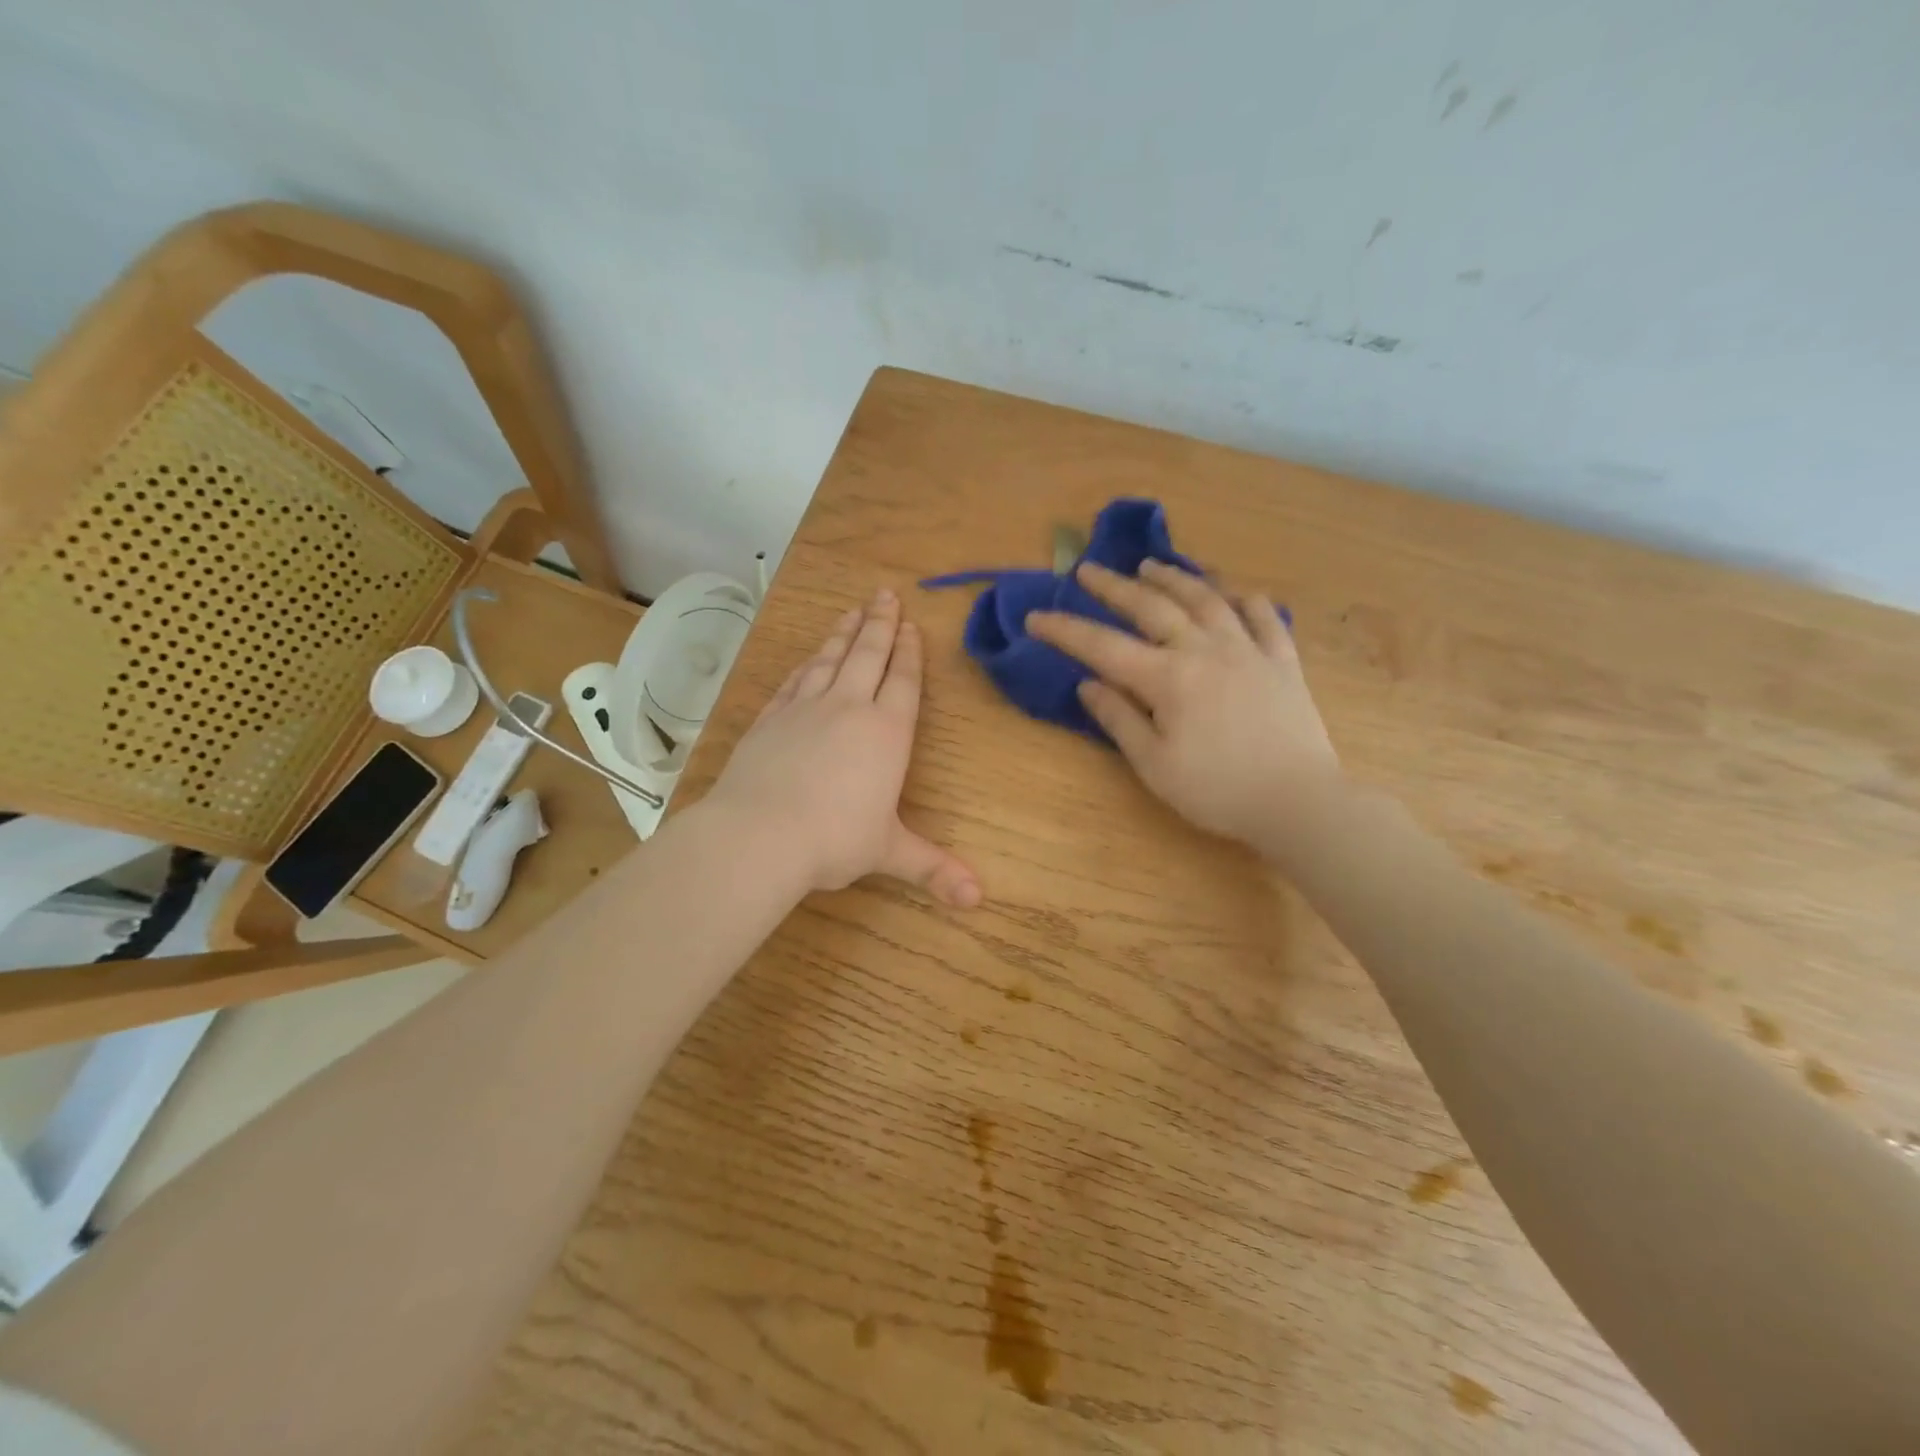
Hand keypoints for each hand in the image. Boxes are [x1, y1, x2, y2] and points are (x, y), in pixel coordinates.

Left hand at [703, 587, 981, 907]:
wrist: (759, 834)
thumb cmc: (834, 840)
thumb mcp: (888, 852)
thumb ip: (932, 868)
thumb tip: (977, 899)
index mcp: (886, 733)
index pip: (902, 681)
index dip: (909, 653)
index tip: (911, 625)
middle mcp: (847, 708)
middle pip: (868, 655)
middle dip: (880, 625)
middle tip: (885, 595)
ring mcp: (804, 709)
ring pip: (829, 659)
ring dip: (844, 634)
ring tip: (853, 611)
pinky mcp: (770, 718)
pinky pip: (794, 681)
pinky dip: (806, 665)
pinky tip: (808, 659)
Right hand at [1027, 560, 1341, 853]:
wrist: (1298, 801)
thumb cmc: (1217, 791)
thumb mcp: (1154, 766)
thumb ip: (1120, 720)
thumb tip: (1088, 684)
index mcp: (1168, 679)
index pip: (1103, 646)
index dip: (1064, 630)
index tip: (1035, 617)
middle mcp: (1205, 650)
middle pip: (1152, 607)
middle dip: (1114, 587)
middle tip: (1088, 570)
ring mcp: (1248, 649)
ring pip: (1206, 599)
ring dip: (1173, 578)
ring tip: (1150, 566)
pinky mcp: (1282, 660)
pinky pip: (1262, 616)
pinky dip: (1242, 598)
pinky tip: (1230, 592)